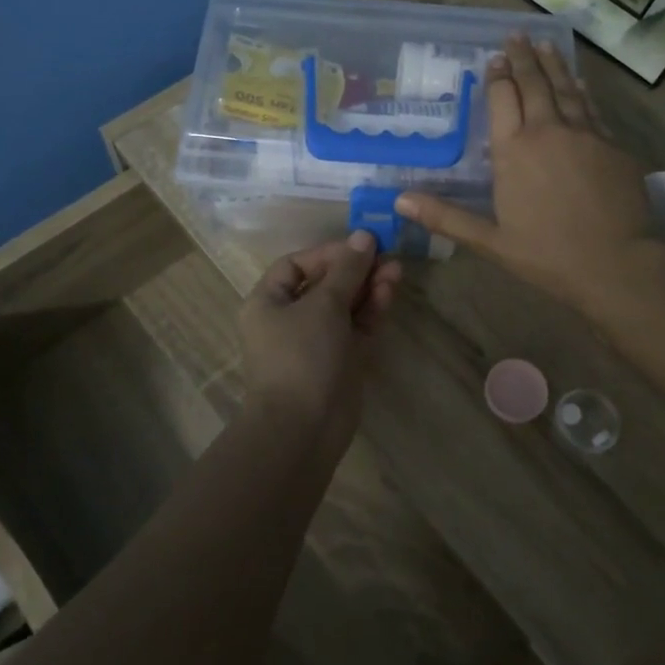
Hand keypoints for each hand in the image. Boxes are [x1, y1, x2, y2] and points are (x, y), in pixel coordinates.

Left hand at [239, 231, 401, 442]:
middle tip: (388, 256)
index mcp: (268, 302)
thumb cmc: (302, 357)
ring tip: (396, 272)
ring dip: (369, 287)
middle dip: (356, 269)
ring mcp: (316, 341)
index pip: (297, 265)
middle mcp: (289, 318)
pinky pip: (356, 327)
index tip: (361, 246)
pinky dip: (371, 310)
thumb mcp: (323, 305)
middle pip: (325, 283)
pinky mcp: (340, 360)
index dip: (329, 253)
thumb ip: (347, 269)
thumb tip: (364, 236)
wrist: (303, 429)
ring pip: (345, 305)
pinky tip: (390, 292)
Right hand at [396, 35, 662, 309]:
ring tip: (545, 44)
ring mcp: (585, 134)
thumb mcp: (490, 241)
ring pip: (565, 89)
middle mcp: (548, 131)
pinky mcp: (613, 145)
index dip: (497, 76)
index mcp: (514, 150)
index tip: (494, 58)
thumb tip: (400, 200)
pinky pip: (591, 109)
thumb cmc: (547, 255)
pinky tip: (579, 83)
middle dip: (523, 57)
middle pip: (534, 83)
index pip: (503, 98)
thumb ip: (446, 217)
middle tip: (517, 35)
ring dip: (553, 64)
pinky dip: (582, 91)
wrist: (618, 264)